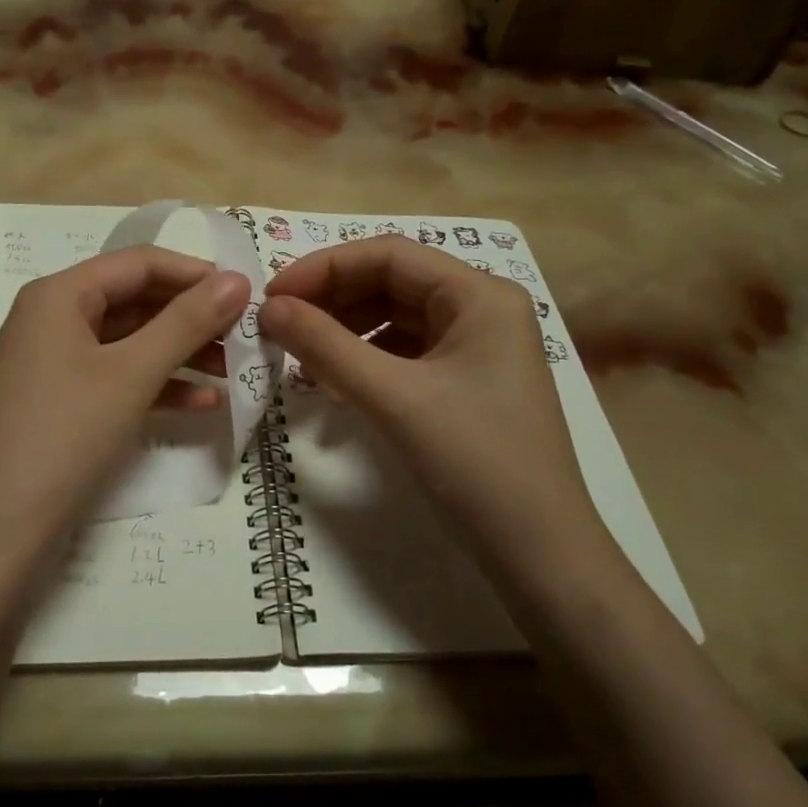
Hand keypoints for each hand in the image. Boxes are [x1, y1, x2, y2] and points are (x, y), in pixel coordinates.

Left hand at [0, 246, 250, 559]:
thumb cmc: (64, 434)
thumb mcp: (131, 374)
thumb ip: (186, 323)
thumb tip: (237, 279)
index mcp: (59, 295)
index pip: (139, 263)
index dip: (195, 273)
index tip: (247, 294)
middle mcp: (52, 318)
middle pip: (135, 301)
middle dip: (192, 317)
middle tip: (246, 335)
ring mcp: (54, 363)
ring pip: (130, 343)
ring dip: (181, 353)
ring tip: (235, 370)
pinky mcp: (61, 402)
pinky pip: (117, 378)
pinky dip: (158, 386)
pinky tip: (204, 404)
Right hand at [259, 236, 603, 563]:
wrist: (538, 551)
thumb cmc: (473, 460)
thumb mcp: (393, 397)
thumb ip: (326, 346)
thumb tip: (269, 308)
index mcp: (479, 294)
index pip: (388, 255)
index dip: (323, 268)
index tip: (272, 296)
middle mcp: (482, 309)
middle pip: (391, 284)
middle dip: (332, 302)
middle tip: (279, 328)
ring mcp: (477, 347)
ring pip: (395, 320)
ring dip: (345, 334)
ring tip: (302, 361)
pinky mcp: (467, 383)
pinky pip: (405, 354)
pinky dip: (366, 362)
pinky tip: (337, 388)